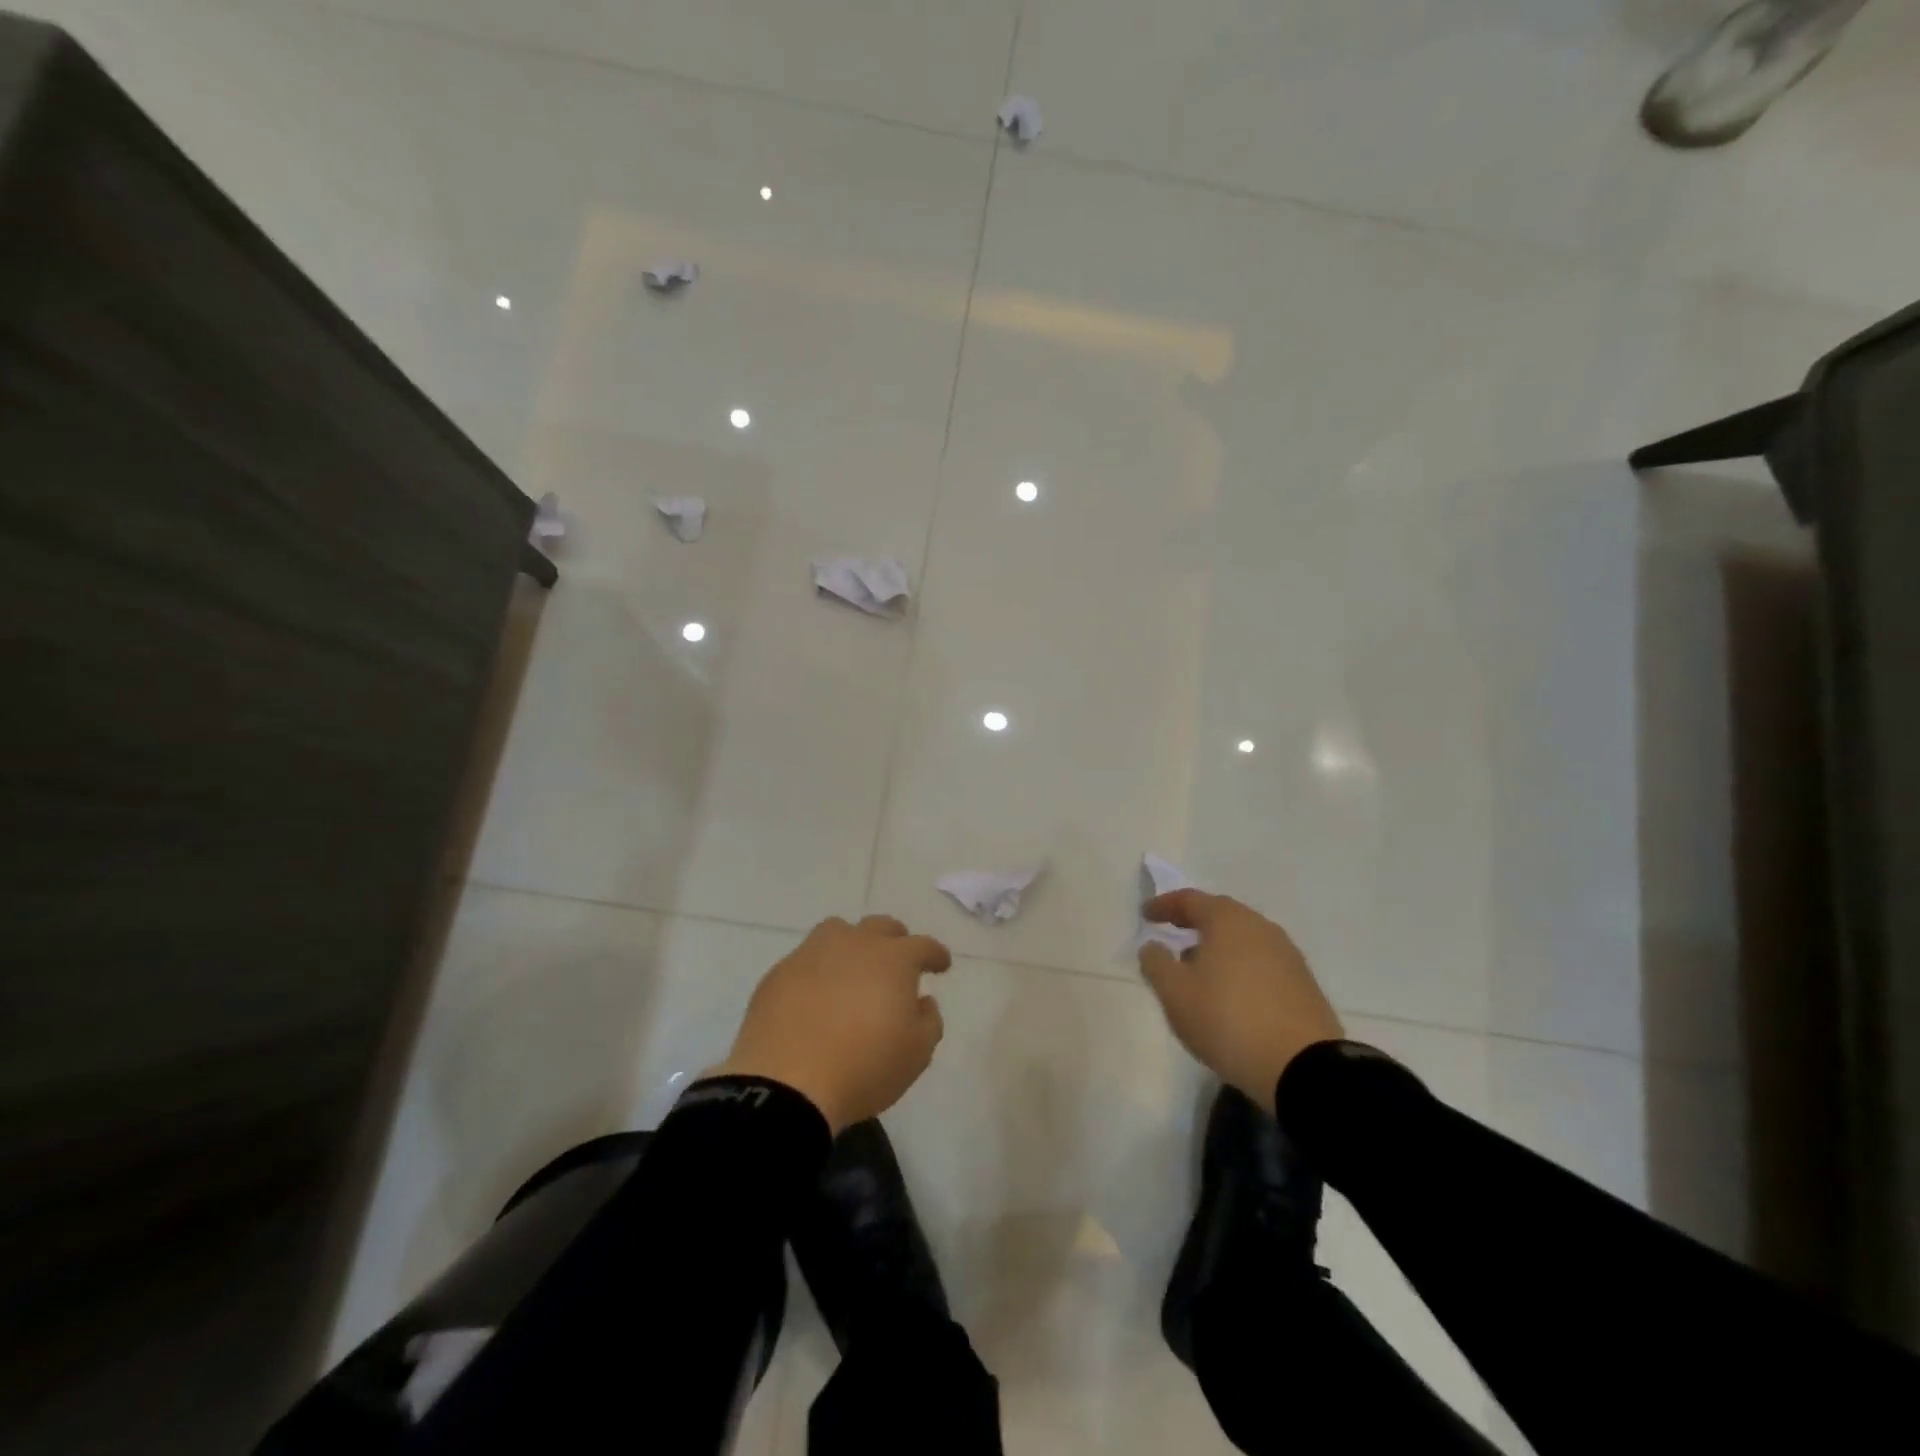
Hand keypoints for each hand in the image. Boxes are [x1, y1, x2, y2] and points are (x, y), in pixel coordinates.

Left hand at [715, 915, 951, 1133]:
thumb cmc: (864, 1067)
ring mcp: (812, 954)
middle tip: (898, 960)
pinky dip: (818, 970)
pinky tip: (816, 995)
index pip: (923, 945)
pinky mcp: (779, 973)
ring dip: (852, 943)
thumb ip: (929, 1020)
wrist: (786, 1084)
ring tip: (853, 968)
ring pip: (838, 931)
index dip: (935, 954)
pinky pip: (805, 959)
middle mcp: (854, 944)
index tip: (941, 965)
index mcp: (893, 959)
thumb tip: (922, 1001)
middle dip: (895, 940)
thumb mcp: (917, 1053)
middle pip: (880, 927)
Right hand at [1138, 890, 1343, 1102]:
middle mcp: (1261, 929)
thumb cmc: (1227, 1019)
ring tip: (1198, 969)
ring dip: (1217, 947)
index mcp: (1228, 921)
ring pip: (1243, 940)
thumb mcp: (1175, 993)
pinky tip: (1230, 993)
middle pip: (1221, 915)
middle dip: (1193, 922)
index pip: (1190, 900)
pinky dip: (1239, 968)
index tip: (1145, 915)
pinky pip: (1261, 964)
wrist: (1303, 1068)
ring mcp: (1288, 956)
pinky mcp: (1303, 985)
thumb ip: (1156, 963)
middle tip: (1172, 932)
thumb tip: (1153, 947)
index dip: (1164, 905)